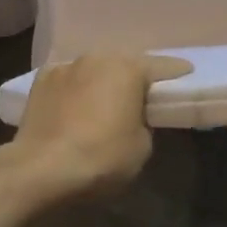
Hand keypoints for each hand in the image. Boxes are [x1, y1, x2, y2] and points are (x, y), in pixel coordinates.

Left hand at [0, 53, 193, 202]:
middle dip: (133, 77)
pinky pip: (68, 81)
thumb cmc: (100, 157)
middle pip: (124, 64)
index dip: (177, 73)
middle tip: (141, 95)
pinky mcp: (41, 79)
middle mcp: (98, 57)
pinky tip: (73, 107)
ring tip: (103, 102)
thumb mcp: (141, 147)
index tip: (187, 74)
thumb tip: (131, 118)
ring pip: (94, 69)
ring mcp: (66, 66)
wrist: (39, 169)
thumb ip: (143, 123)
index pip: (163, 67)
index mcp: (129, 68)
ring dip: (101, 81)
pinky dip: (75, 90)